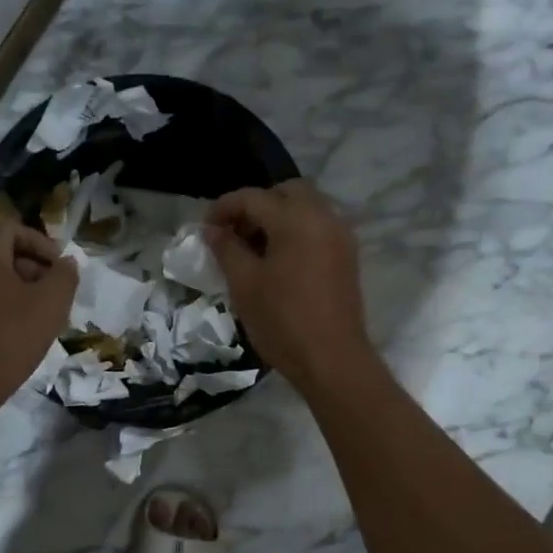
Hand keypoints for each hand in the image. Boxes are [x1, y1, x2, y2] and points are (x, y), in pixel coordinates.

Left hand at [0, 222, 76, 409]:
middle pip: (1, 255)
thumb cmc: (12, 335)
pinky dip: (2, 309)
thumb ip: (65, 275)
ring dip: (19, 291)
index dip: (40, 242)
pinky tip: (19, 335)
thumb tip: (66, 263)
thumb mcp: (52, 302)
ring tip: (41, 317)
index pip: (11, 229)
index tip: (58, 267)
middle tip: (54, 295)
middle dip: (33, 269)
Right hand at [205, 180, 374, 392]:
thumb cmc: (282, 321)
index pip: (252, 197)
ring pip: (305, 207)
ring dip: (277, 217)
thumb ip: (226, 249)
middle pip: (285, 192)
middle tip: (233, 233)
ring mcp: (340, 235)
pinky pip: (317, 226)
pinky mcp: (346, 255)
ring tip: (252, 248)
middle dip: (255, 205)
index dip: (223, 208)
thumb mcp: (244, 284)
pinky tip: (277, 260)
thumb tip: (212, 230)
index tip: (205, 228)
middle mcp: (323, 217)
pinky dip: (295, 230)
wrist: (332, 360)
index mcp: (295, 219)